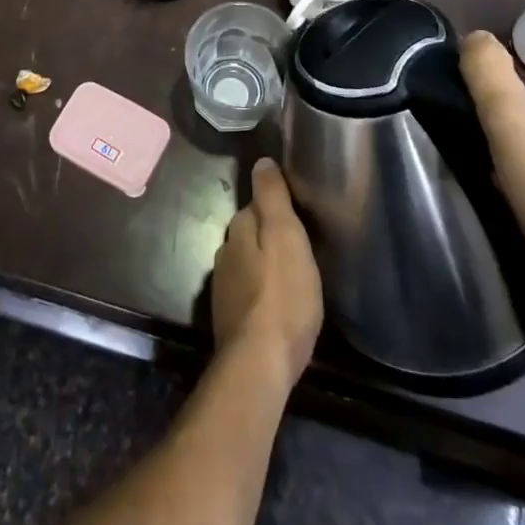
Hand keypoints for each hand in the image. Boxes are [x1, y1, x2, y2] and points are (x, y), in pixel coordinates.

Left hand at [211, 158, 323, 384]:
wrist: (259, 363)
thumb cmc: (282, 294)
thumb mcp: (285, 236)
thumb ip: (272, 198)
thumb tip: (261, 161)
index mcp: (238, 231)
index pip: (254, 206)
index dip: (274, 207)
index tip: (295, 212)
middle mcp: (225, 254)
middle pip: (249, 234)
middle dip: (268, 235)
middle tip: (299, 244)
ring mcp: (224, 288)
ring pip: (247, 263)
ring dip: (265, 264)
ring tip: (292, 272)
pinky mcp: (231, 318)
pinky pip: (249, 292)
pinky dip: (262, 290)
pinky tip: (278, 302)